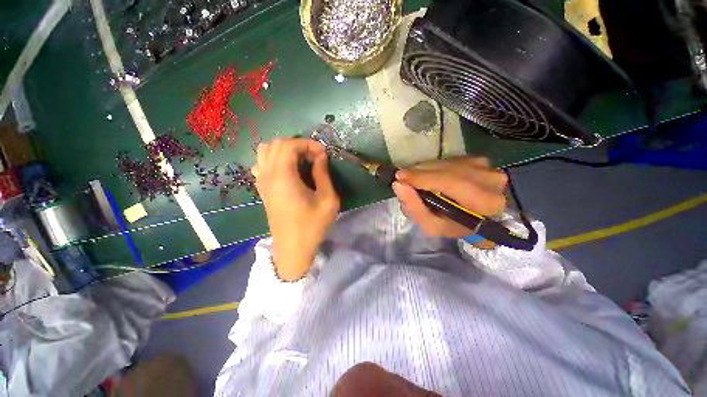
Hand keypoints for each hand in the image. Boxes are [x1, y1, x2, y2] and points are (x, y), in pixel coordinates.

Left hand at [251, 138, 339, 280]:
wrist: (293, 248)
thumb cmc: (312, 224)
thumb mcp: (327, 199)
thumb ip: (323, 173)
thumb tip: (320, 156)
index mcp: (283, 176)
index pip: (290, 145)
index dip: (308, 144)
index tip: (323, 153)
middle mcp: (268, 175)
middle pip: (276, 144)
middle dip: (297, 145)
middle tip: (314, 157)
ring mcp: (261, 182)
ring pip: (265, 151)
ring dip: (284, 150)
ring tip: (300, 161)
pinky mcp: (261, 189)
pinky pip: (261, 164)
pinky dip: (274, 159)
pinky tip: (287, 171)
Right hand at [392, 157, 506, 238]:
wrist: (472, 217)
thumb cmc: (452, 225)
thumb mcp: (431, 225)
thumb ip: (414, 208)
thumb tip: (398, 184)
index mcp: (484, 202)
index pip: (450, 182)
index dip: (422, 178)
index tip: (400, 177)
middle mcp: (491, 181)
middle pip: (447, 170)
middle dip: (420, 173)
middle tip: (403, 177)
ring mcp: (487, 167)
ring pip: (447, 163)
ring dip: (426, 169)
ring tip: (415, 178)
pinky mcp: (479, 160)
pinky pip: (450, 160)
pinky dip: (435, 166)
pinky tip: (430, 176)